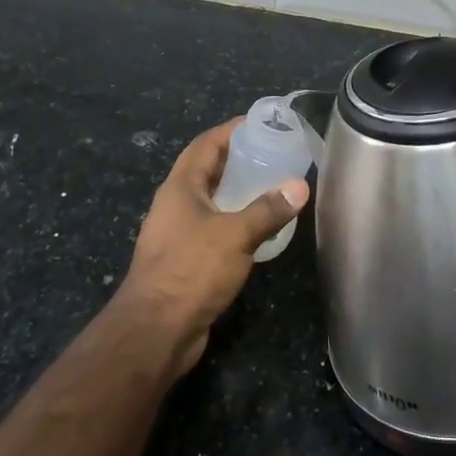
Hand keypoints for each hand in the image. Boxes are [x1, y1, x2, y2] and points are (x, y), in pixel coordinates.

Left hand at [119, 117, 309, 378]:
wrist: (156, 331)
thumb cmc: (191, 271)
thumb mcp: (234, 235)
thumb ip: (267, 210)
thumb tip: (300, 186)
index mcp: (180, 188)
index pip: (205, 145)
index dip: (230, 131)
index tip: (260, 123)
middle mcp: (175, 205)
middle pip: (207, 171)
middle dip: (238, 160)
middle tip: (274, 154)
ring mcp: (177, 234)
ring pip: (211, 202)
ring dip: (237, 192)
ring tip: (273, 186)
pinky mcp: (186, 261)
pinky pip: (213, 229)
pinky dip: (235, 221)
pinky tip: (259, 228)